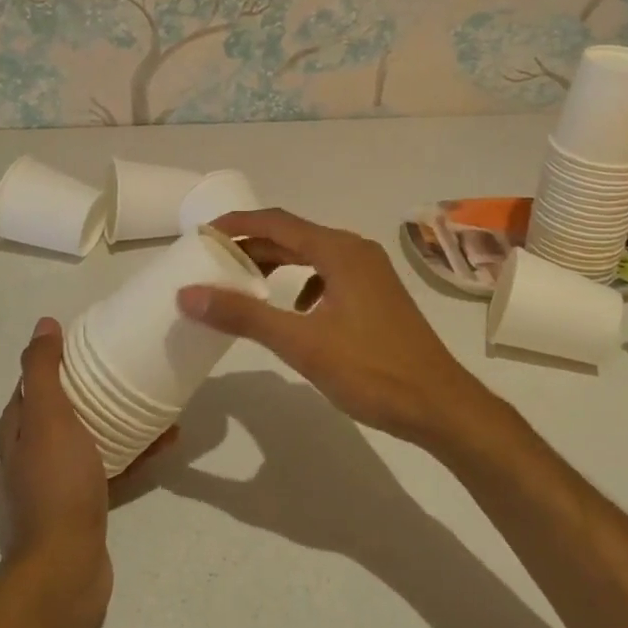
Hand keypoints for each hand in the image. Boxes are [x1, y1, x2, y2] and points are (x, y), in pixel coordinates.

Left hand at [0, 318, 173, 627]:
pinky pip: (112, 468)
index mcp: (16, 433)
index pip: (32, 384)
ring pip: (90, 439)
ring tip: (154, 402)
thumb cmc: (56, 486)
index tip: (91, 342)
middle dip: (92, 389)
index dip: (58, 360)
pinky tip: (166, 441)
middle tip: (127, 369)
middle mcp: (29, 457)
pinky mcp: (83, 508)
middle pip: (62, 411)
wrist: (65, 570)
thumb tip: (44, 324)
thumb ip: (42, 371)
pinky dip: (134, 453)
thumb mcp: (48, 418)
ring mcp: (56, 486)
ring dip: (118, 420)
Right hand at [178, 209, 492, 447]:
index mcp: (339, 251)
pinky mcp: (375, 294)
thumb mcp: (301, 344)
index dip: (236, 223)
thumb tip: (188, 294)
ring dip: (275, 264)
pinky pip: (327, 275)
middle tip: (212, 261)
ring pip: (310, 256)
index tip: (201, 234)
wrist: (439, 405)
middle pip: (293, 236)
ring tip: (242, 283)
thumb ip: (244, 316)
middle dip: (251, 245)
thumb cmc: (371, 371)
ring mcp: (369, 272)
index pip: (276, 222)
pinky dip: (300, 283)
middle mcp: (355, 250)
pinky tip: (293, 311)